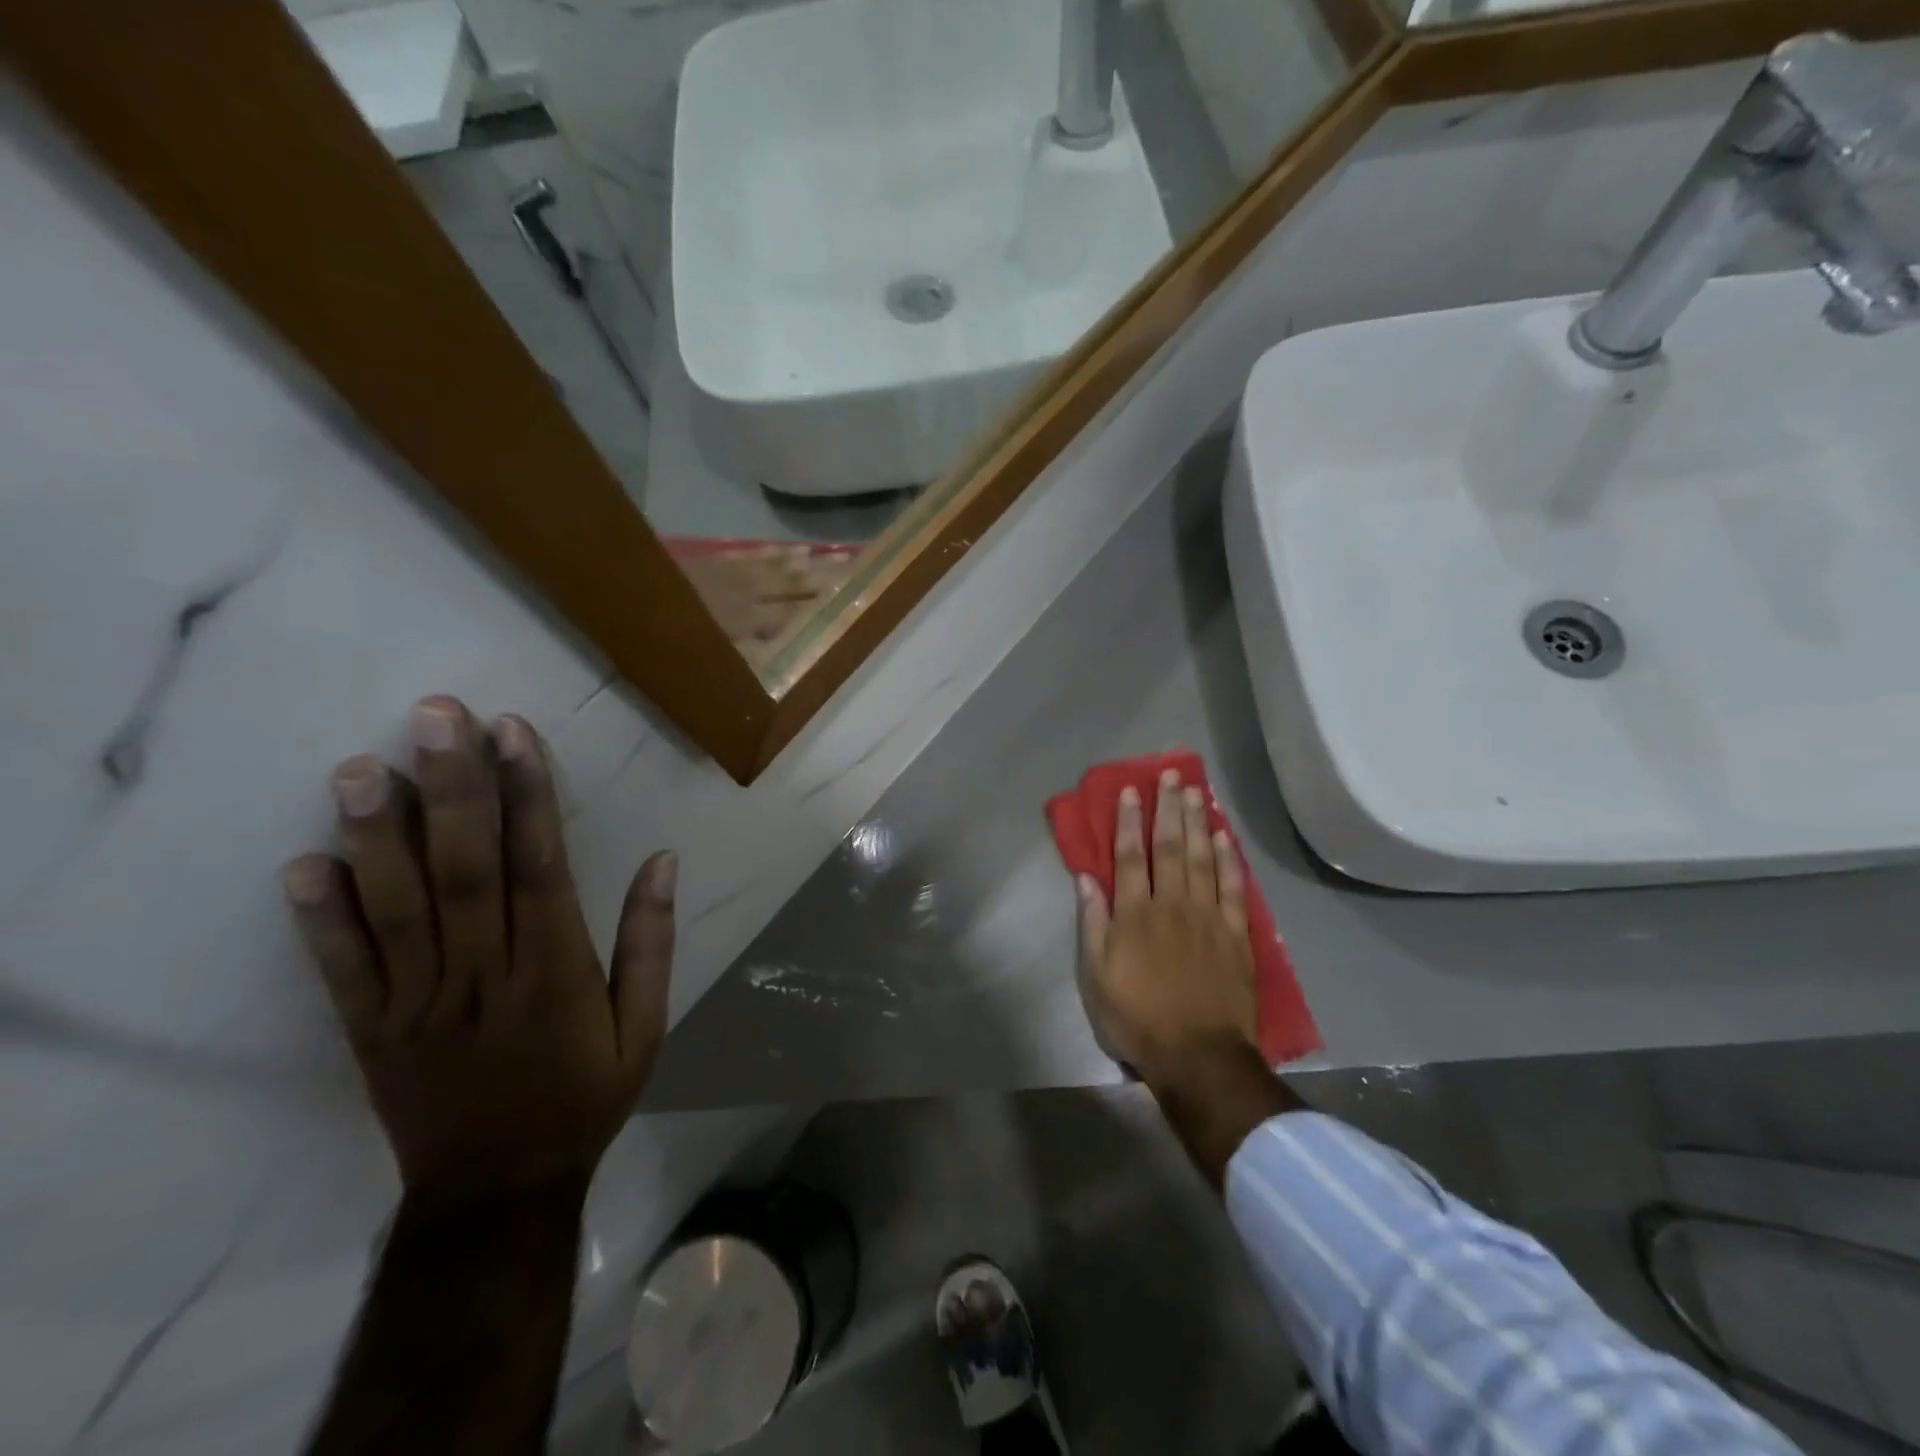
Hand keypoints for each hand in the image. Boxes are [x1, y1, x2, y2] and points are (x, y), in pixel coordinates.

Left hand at [282, 696, 673, 1206]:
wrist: (497, 1193)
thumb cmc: (585, 1096)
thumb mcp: (646, 1027)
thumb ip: (651, 942)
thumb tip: (663, 860)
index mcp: (556, 974)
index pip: (541, 869)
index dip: (529, 796)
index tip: (513, 732)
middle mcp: (484, 978)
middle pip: (466, 872)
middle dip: (454, 788)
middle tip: (435, 716)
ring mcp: (418, 1005)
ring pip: (397, 909)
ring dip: (380, 836)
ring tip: (363, 766)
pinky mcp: (371, 1032)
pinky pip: (342, 971)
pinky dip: (320, 919)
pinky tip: (303, 864)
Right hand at [1076, 769, 1257, 1091]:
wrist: (1198, 1055)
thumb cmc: (1138, 1018)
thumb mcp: (1096, 977)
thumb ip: (1093, 924)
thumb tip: (1086, 879)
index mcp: (1135, 914)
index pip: (1129, 856)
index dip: (1128, 821)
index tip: (1130, 791)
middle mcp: (1171, 905)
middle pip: (1169, 846)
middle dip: (1167, 808)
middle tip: (1170, 775)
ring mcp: (1208, 917)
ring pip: (1202, 858)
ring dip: (1197, 821)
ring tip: (1195, 791)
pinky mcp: (1236, 934)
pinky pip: (1233, 887)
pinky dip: (1229, 859)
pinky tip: (1224, 836)